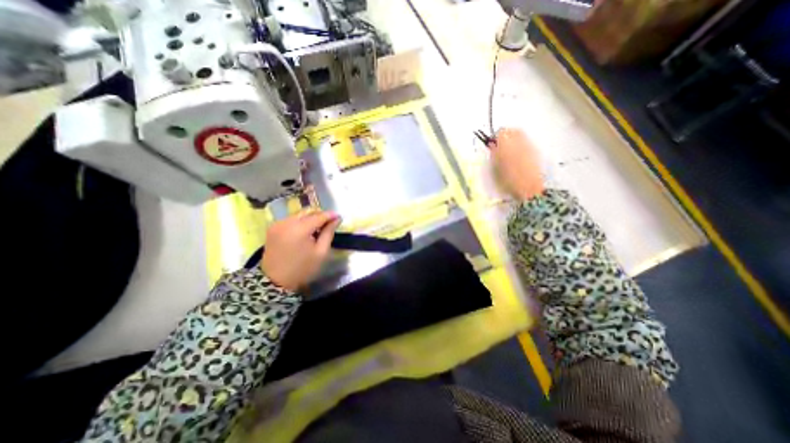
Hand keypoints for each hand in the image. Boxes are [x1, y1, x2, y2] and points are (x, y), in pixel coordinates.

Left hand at [264, 210, 340, 291]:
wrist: (275, 281)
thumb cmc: (302, 268)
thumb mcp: (321, 252)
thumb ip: (328, 233)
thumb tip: (336, 219)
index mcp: (299, 229)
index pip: (318, 216)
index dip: (330, 215)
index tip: (339, 216)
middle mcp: (287, 222)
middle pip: (308, 211)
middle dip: (320, 215)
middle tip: (330, 222)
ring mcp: (277, 224)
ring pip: (299, 214)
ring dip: (310, 217)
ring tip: (318, 227)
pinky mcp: (272, 227)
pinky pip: (290, 219)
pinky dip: (300, 221)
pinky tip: (305, 231)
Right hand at [489, 127, 543, 197]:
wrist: (528, 188)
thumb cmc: (508, 181)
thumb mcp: (495, 169)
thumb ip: (494, 155)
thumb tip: (492, 145)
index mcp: (506, 146)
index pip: (500, 132)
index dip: (495, 137)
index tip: (493, 144)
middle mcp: (519, 142)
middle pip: (512, 130)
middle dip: (506, 135)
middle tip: (500, 144)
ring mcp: (529, 146)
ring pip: (521, 135)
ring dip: (514, 138)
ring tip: (509, 149)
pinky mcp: (535, 151)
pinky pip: (526, 142)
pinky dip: (521, 144)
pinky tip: (517, 154)